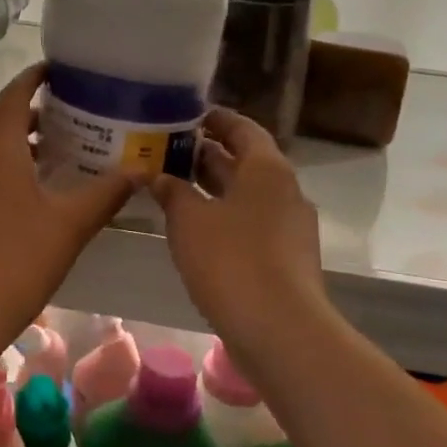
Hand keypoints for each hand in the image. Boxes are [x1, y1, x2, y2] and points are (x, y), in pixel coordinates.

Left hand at [0, 64, 134, 357]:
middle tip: (53, 123)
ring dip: (1, 140)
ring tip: (34, 159)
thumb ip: (107, 193)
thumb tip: (143, 170)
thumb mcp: (71, 225)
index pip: (14, 94)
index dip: (34, 77)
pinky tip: (5, 195)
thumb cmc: (18, 262)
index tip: (54, 71)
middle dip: (19, 112)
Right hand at [152, 107, 328, 354]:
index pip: (243, 128)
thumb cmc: (232, 261)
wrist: (281, 332)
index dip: (216, 119)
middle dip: (208, 154)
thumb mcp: (189, 220)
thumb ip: (172, 191)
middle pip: (245, 161)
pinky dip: (223, 216)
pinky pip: (251, 223)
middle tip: (169, 149)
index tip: (188, 115)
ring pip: (246, 194)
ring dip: (213, 187)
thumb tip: (157, 176)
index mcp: (267, 169)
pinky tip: (194, 227)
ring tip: (173, 184)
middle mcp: (284, 190)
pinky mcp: (286, 258)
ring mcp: (289, 226)